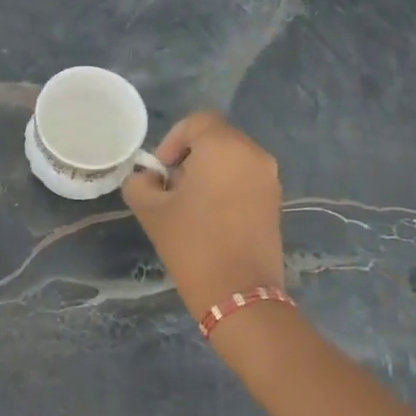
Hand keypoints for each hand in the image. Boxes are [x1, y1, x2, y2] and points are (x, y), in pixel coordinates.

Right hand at [123, 112, 283, 320]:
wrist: (238, 293)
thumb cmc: (192, 245)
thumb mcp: (150, 211)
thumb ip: (140, 183)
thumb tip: (148, 178)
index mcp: (224, 148)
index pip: (196, 122)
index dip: (172, 141)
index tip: (161, 174)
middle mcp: (254, 154)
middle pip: (216, 138)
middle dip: (189, 158)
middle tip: (171, 191)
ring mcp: (269, 178)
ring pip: (231, 158)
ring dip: (208, 173)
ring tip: (190, 207)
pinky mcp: (275, 200)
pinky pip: (244, 178)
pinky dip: (225, 187)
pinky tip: (211, 218)